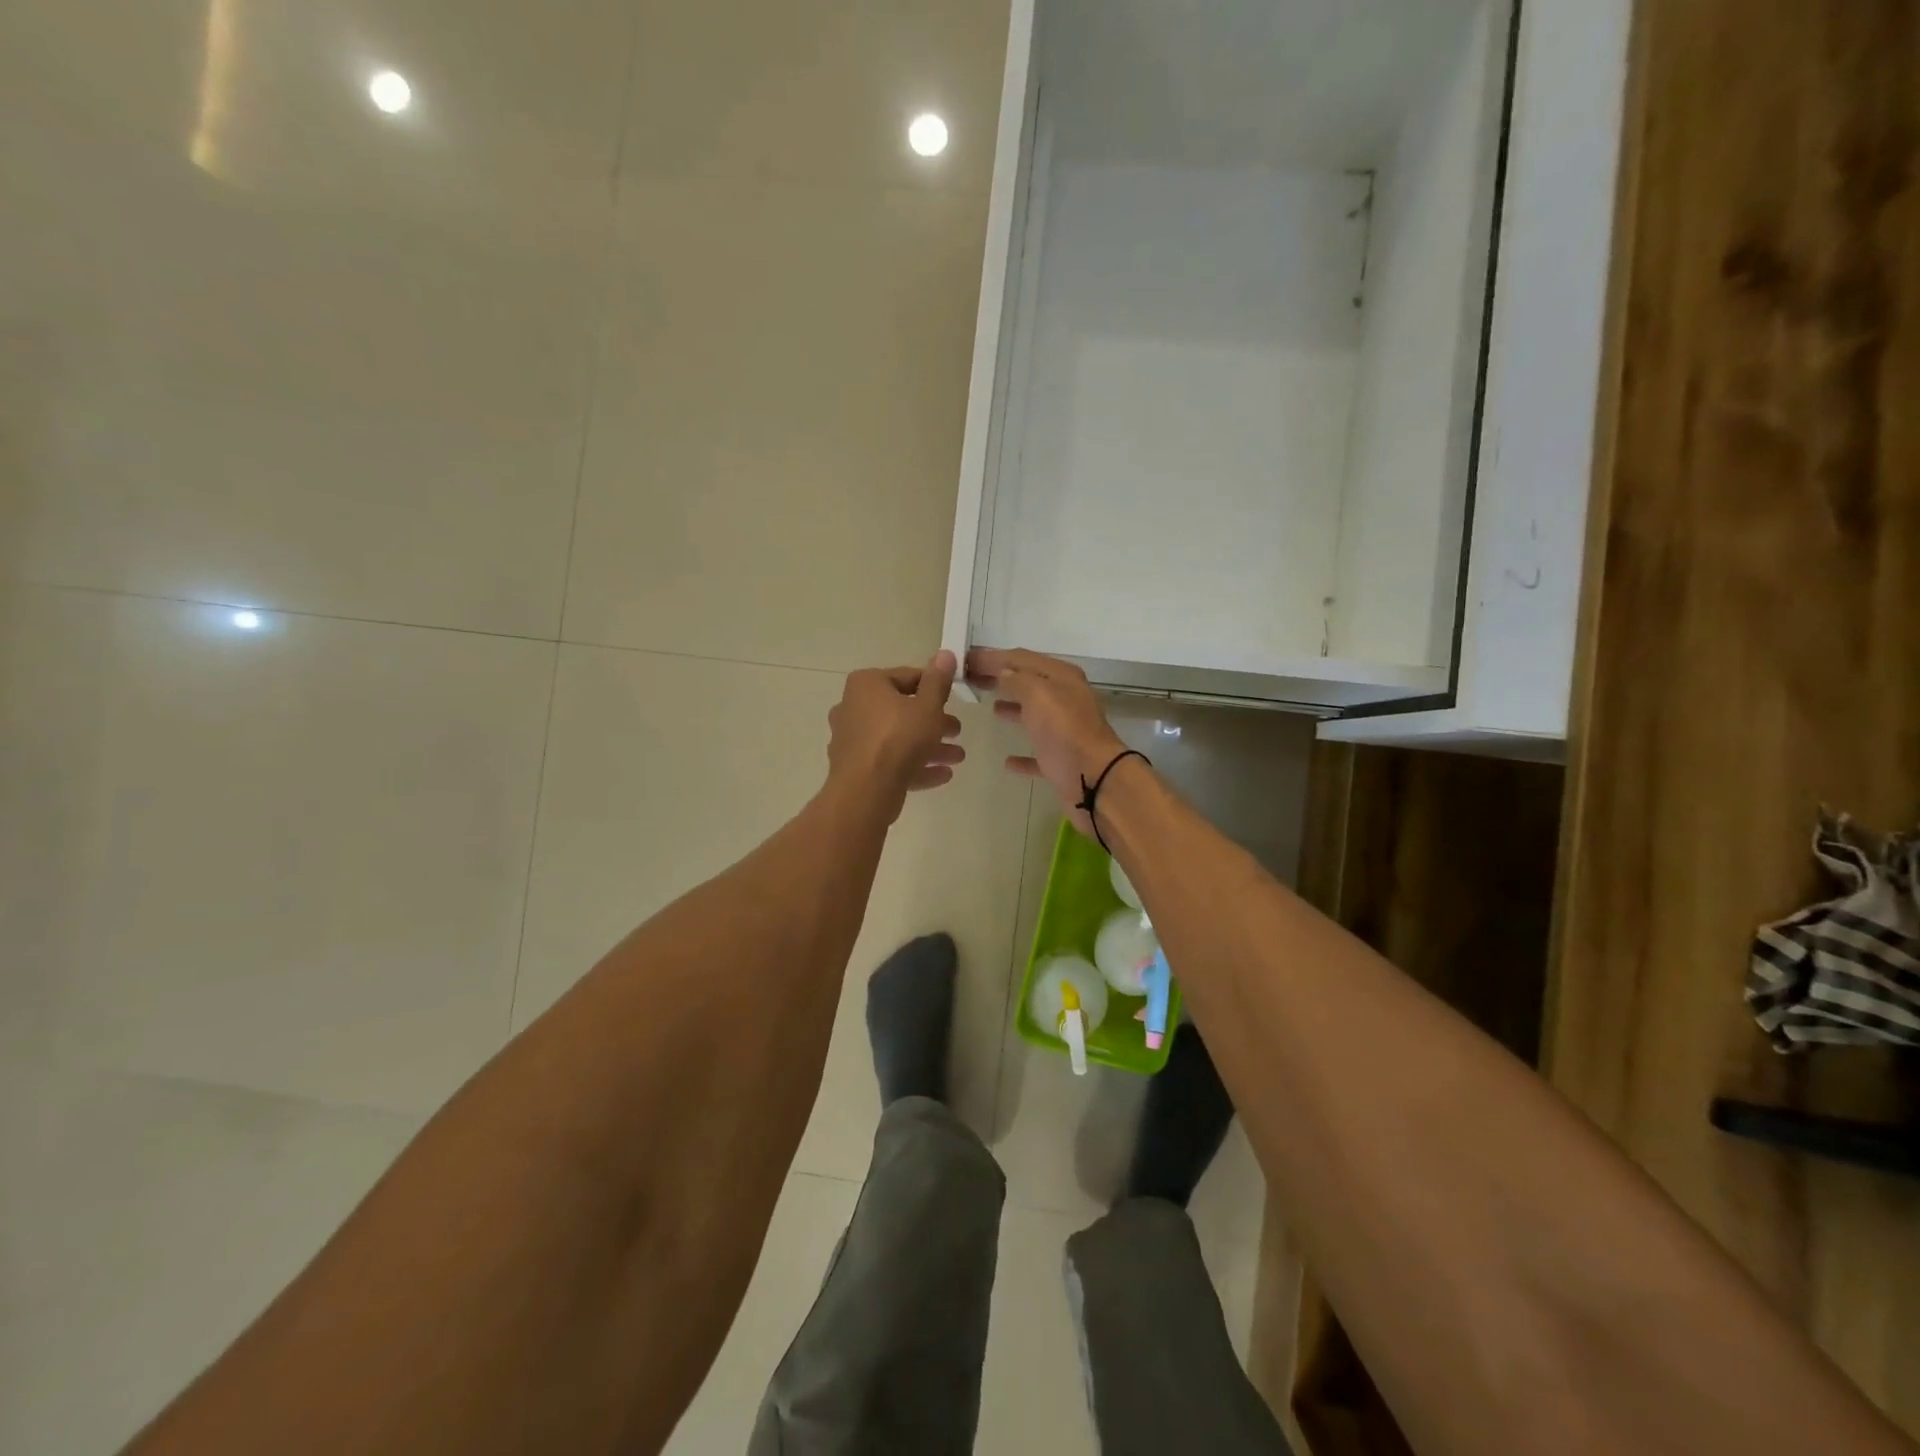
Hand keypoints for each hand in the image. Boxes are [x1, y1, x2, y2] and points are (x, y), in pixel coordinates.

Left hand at [827, 651, 964, 818]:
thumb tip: (945, 654)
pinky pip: (889, 761)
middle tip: (957, 731)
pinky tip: (942, 775)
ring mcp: (852, 739)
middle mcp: (853, 707)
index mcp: (866, 684)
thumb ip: (938, 681)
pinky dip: (914, 765)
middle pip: (902, 710)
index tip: (954, 700)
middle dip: (934, 722)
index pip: (908, 677)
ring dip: (929, 746)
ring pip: (897, 738)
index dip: (934, 688)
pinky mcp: (855, 767)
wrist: (866, 791)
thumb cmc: (898, 739)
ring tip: (957, 758)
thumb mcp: (927, 707)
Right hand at [966, 648, 1127, 837]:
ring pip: (1034, 714)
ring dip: (1013, 708)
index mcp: (1062, 678)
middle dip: (1000, 679)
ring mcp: (1065, 731)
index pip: (1022, 659)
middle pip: (1028, 683)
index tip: (965, 660)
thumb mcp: (1038, 695)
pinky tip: (1007, 761)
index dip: (993, 657)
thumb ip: (1017, 680)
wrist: (1095, 781)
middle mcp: (1066, 700)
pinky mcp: (1061, 762)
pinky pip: (1038, 754)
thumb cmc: (1064, 732)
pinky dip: (1022, 755)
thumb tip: (1002, 672)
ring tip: (989, 707)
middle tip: (971, 680)